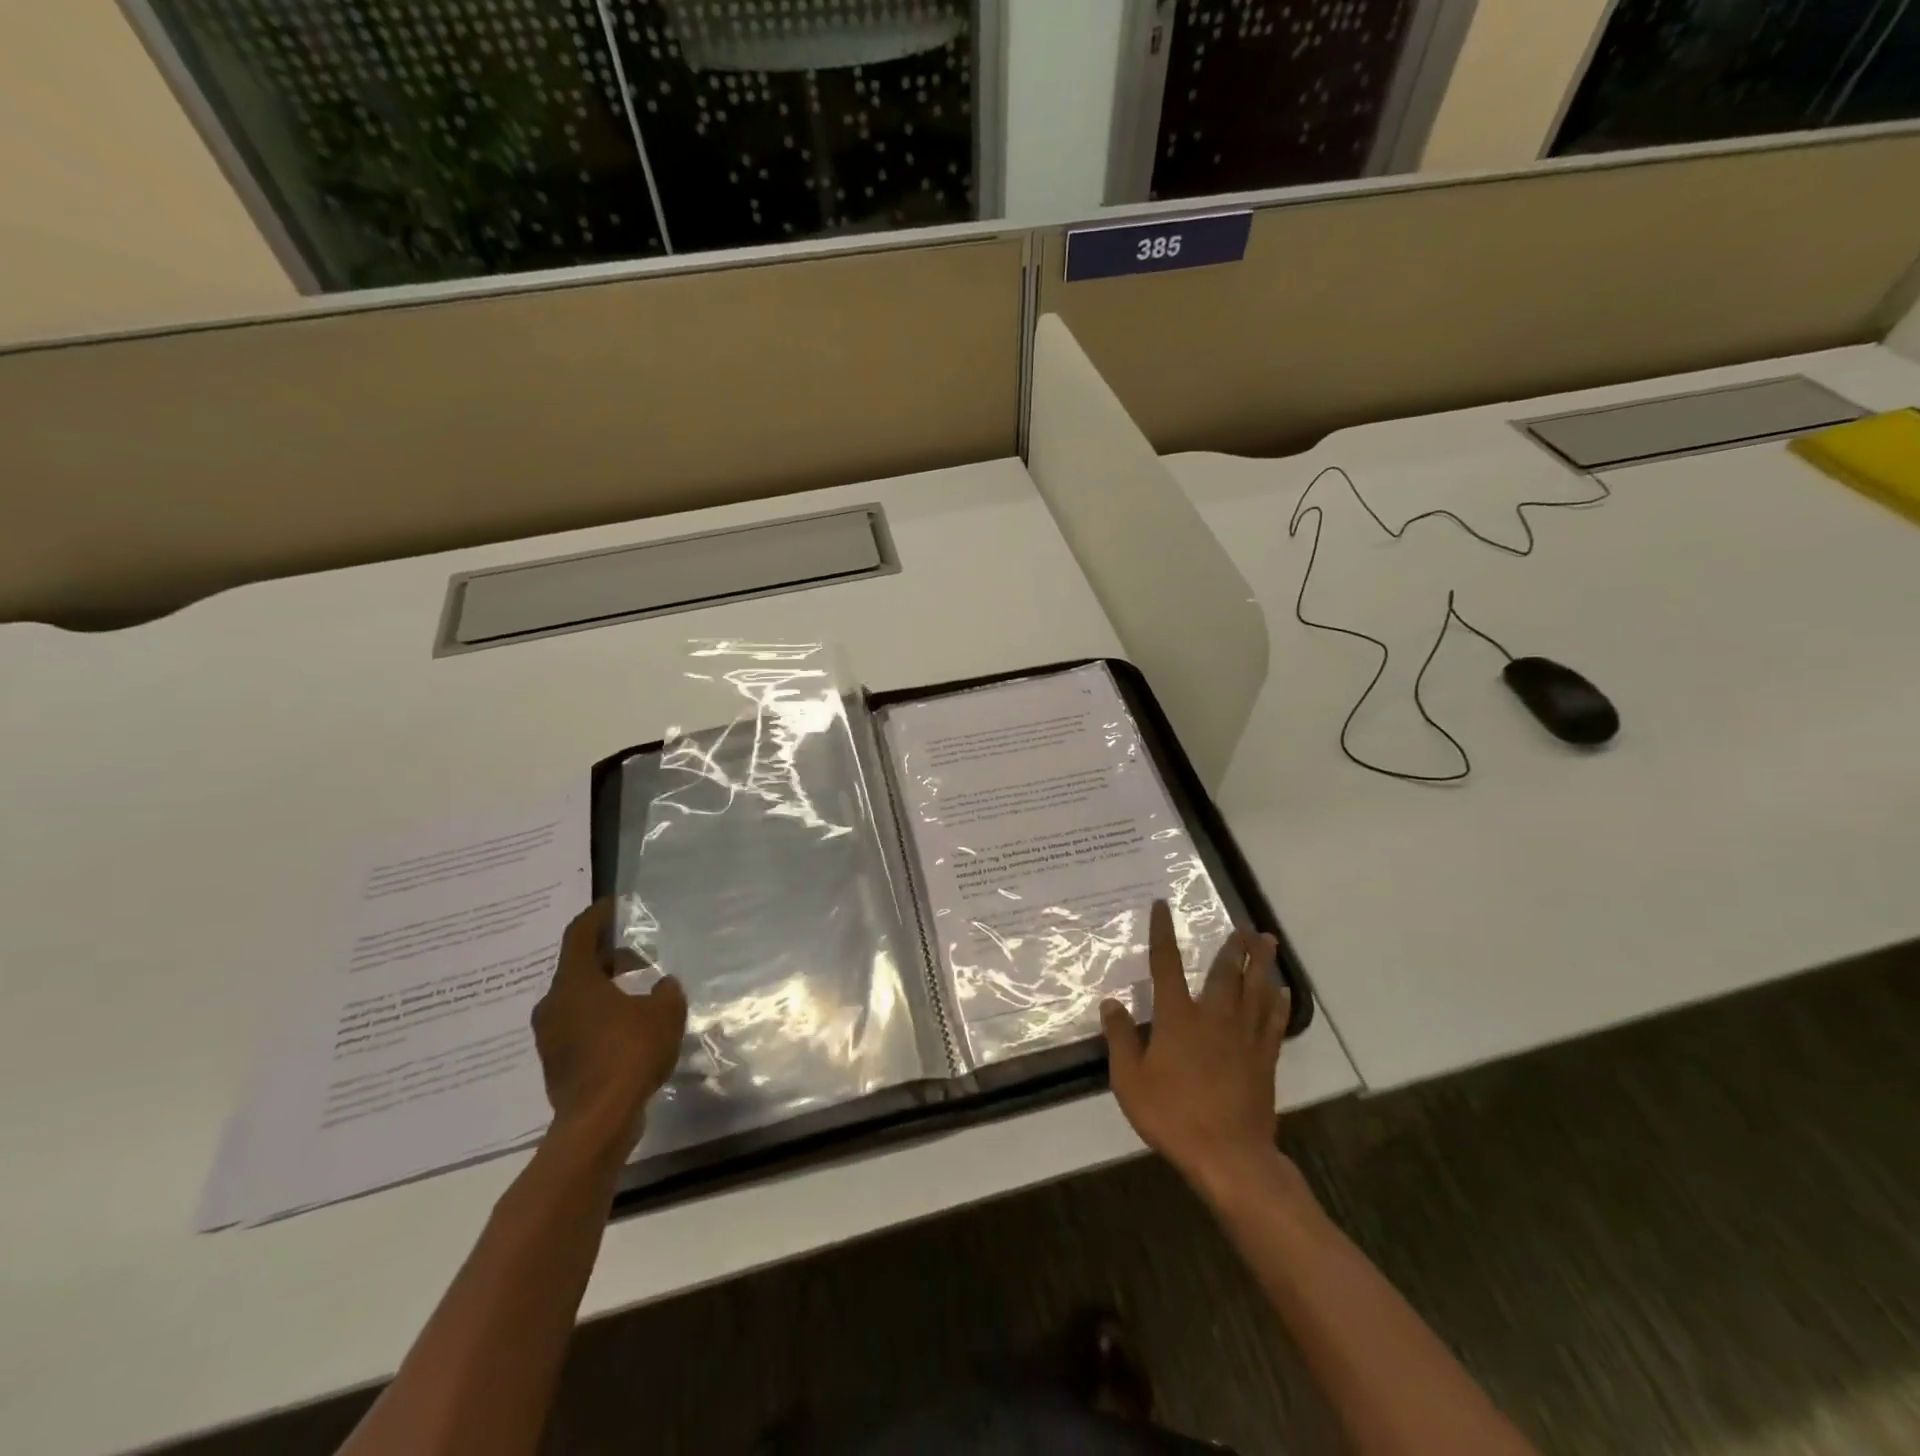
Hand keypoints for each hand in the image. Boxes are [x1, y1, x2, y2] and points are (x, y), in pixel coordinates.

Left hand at [532, 899, 687, 1152]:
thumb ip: (666, 991)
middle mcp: (553, 1004)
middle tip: (640, 958)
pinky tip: (628, 1028)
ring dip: (605, 989)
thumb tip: (662, 985)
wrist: (598, 1121)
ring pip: (577, 998)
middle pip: (579, 967)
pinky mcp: (556, 1062)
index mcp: (574, 982)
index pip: (580, 935)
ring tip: (638, 993)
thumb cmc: (629, 1052)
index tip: (612, 905)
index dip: (597, 916)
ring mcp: (550, 1035)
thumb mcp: (665, 1012)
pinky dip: (600, 1016)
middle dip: (610, 958)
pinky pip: (578, 1025)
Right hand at [1101, 901, 1290, 1201]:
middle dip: (1233, 946)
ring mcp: (1244, 1038)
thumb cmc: (1172, 1115)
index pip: (1166, 964)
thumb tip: (1111, 1003)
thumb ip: (1120, 1038)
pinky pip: (1274, 1023)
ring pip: (1256, 991)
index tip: (1162, 906)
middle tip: (1243, 925)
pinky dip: (1279, 1004)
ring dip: (1261, 964)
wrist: (1229, 1155)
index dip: (1162, 933)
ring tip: (1267, 942)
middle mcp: (1214, 1017)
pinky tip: (1283, 992)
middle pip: (1225, 973)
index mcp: (1178, 1017)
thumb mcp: (1129, 1080)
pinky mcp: (1264, 1060)